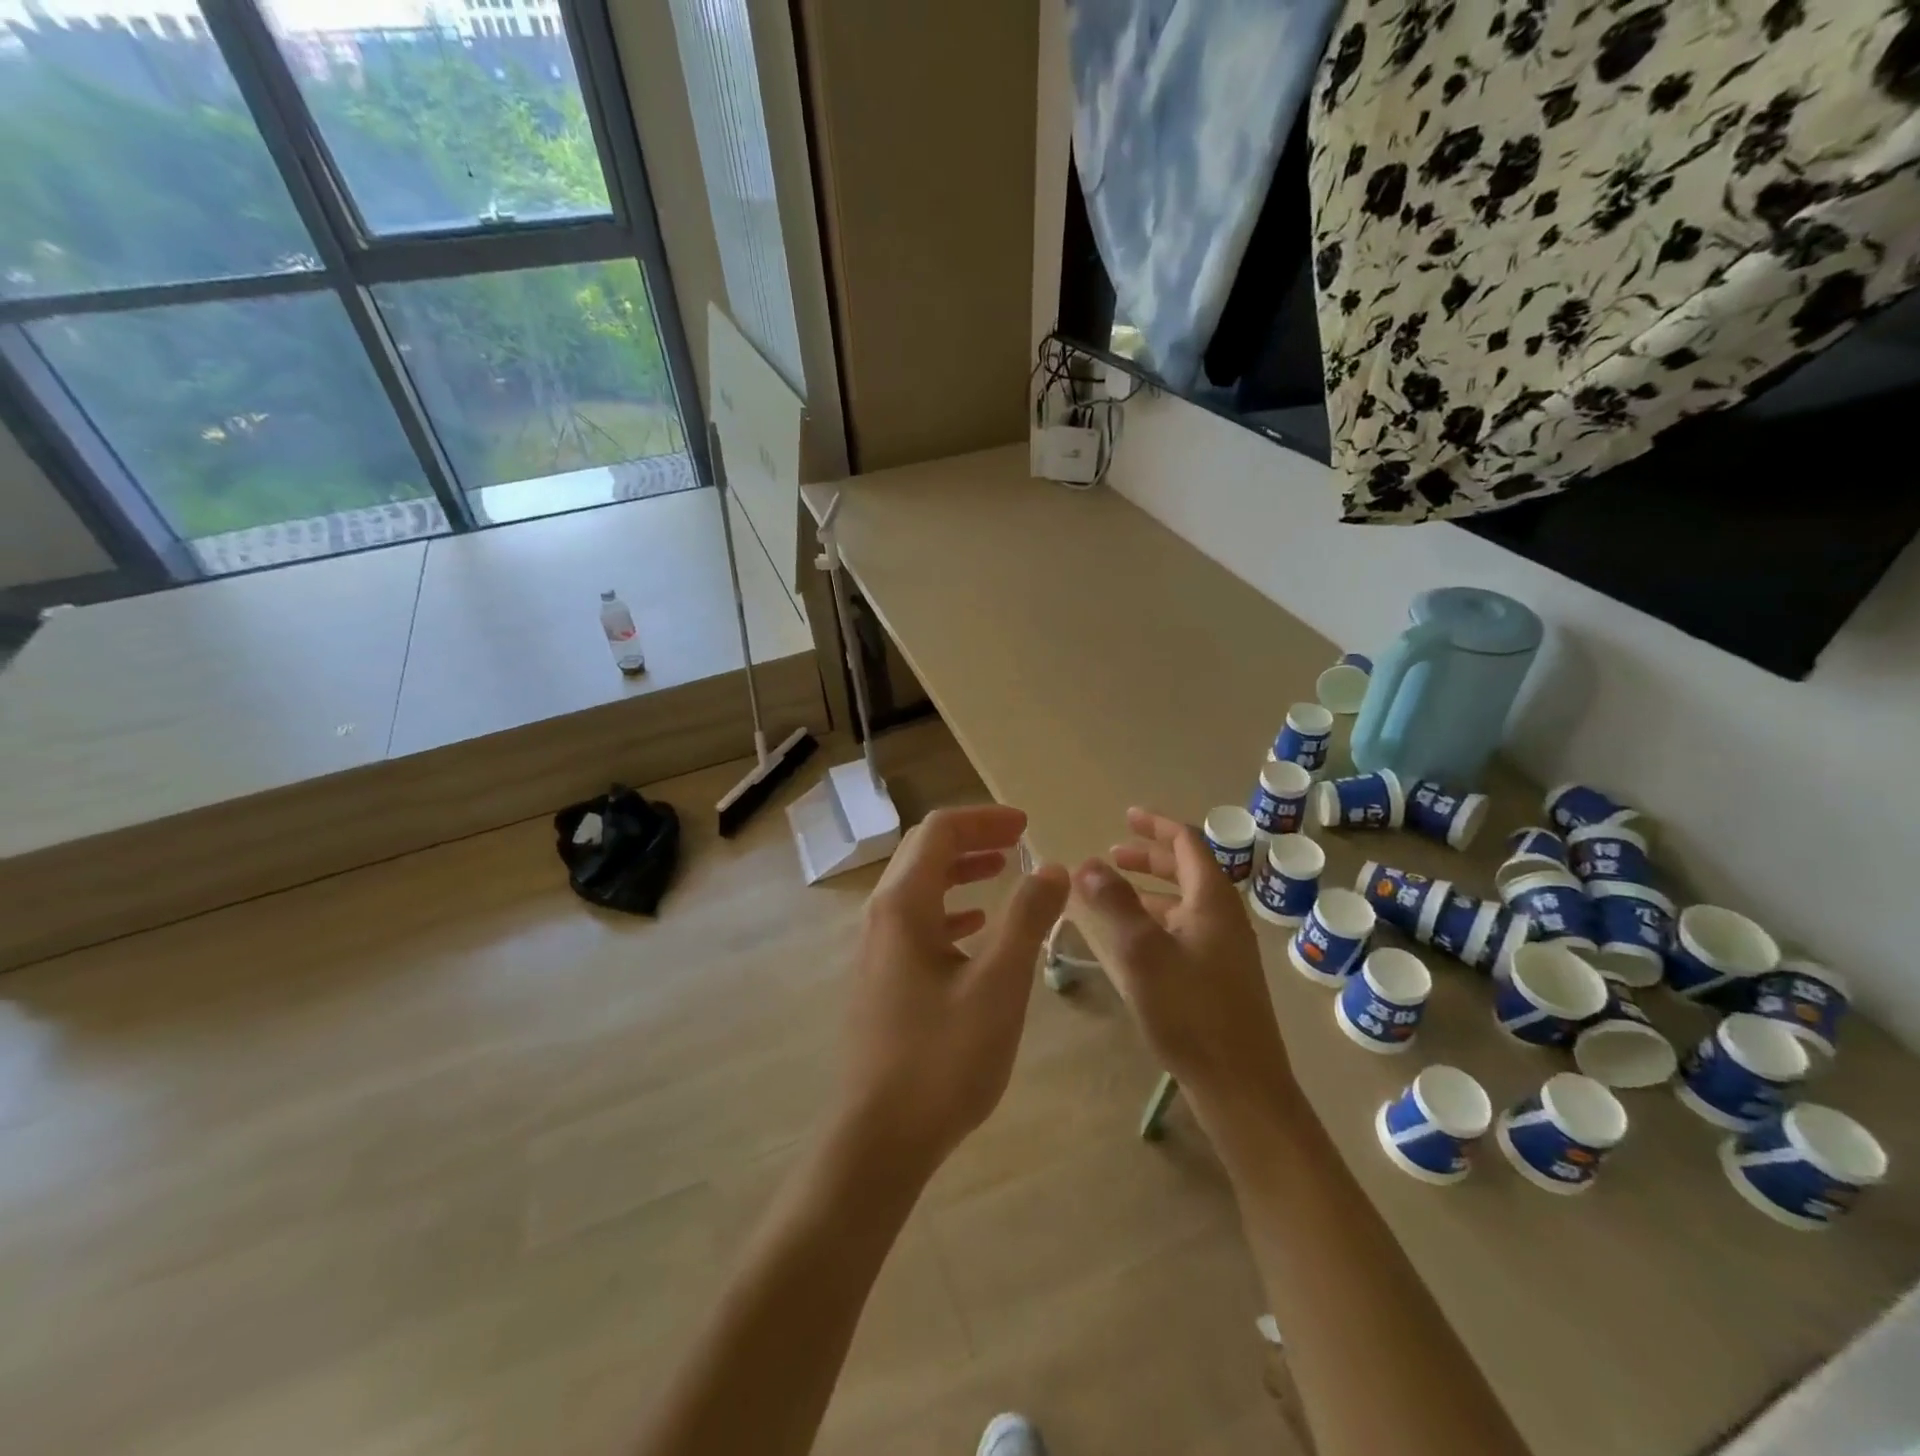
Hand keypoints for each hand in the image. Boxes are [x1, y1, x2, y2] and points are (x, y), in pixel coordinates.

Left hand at [834, 805, 1070, 1181]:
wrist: (881, 1138)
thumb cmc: (943, 1058)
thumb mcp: (999, 984)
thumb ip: (1027, 919)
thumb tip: (1051, 868)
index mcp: (902, 905)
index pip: (939, 832)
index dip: (984, 819)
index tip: (1026, 825)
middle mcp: (881, 916)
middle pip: (924, 853)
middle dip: (972, 838)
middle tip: (1018, 840)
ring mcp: (876, 948)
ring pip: (918, 887)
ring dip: (959, 871)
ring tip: (1002, 871)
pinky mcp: (880, 977)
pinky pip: (915, 922)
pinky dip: (949, 909)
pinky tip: (975, 927)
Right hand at [1073, 808, 1304, 1126]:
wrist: (1242, 1087)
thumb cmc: (1192, 1014)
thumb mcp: (1144, 953)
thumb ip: (1115, 904)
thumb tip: (1087, 863)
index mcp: (1212, 902)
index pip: (1187, 843)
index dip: (1156, 826)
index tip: (1126, 816)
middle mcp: (1223, 917)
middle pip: (1187, 870)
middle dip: (1149, 857)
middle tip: (1112, 854)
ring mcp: (1224, 949)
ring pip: (1184, 903)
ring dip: (1149, 889)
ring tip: (1112, 892)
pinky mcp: (1218, 977)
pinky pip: (1184, 930)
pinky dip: (1155, 919)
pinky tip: (1131, 939)